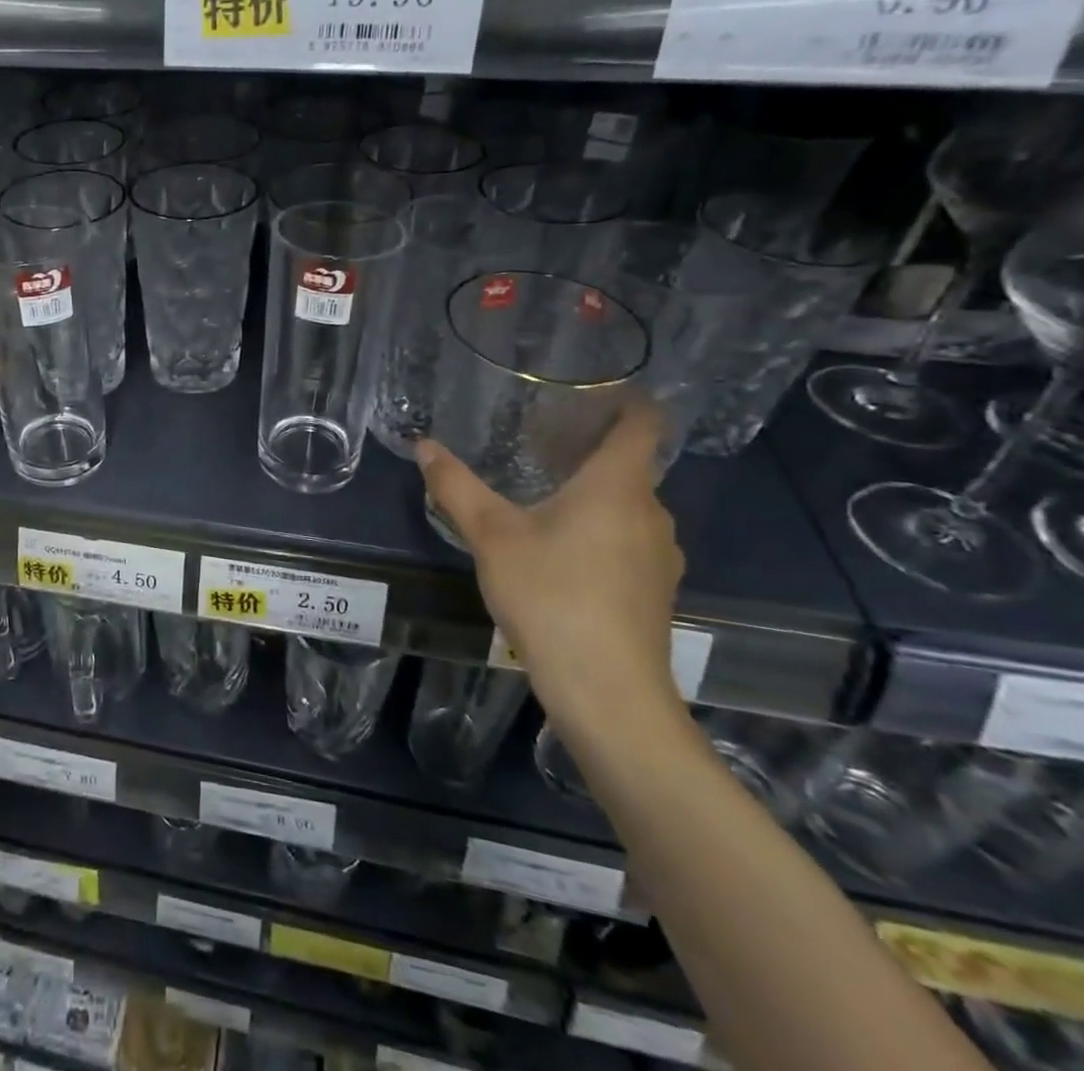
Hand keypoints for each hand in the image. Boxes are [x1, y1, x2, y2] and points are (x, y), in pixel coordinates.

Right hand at [416, 402, 684, 725]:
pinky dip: (599, 529)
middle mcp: (651, 512)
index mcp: (618, 486)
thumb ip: (456, 486)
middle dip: (587, 449)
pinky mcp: (654, 590)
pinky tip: (559, 551)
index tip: (589, 391)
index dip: (625, 399)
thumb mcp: (491, 536)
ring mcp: (660, 555)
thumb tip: (423, 444)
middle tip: (536, 442)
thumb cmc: (551, 596)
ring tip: (541, 495)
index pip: (642, 422)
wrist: (608, 693)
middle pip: (629, 464)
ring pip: (627, 505)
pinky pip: (629, 539)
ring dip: (591, 493)